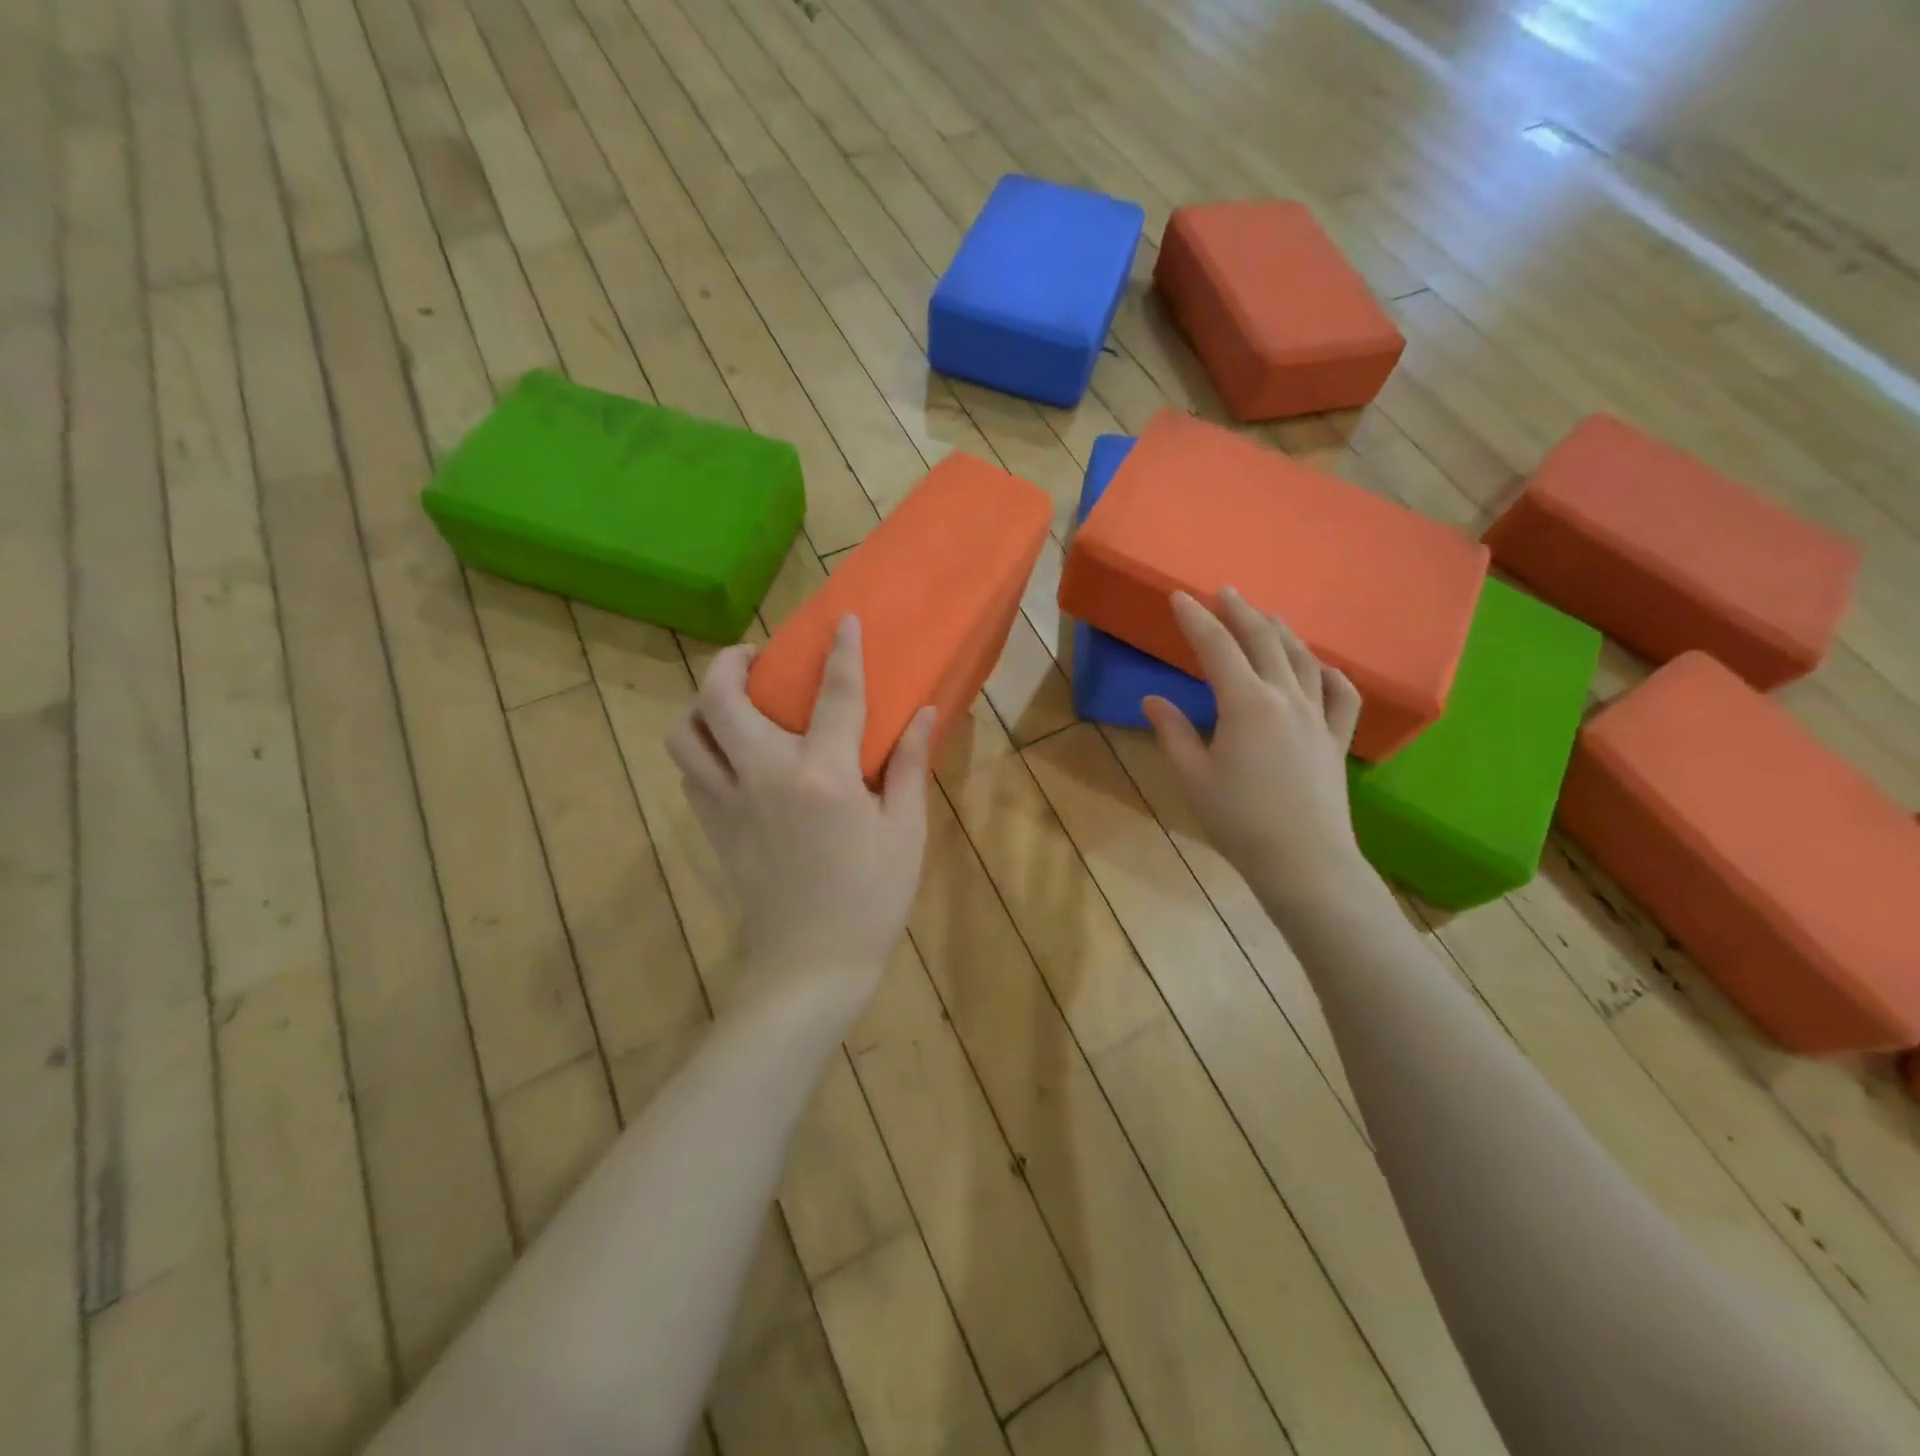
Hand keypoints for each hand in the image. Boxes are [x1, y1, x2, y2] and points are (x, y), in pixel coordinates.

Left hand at [668, 617, 933, 1003]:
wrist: (811, 966)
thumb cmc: (871, 899)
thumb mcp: (905, 831)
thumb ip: (907, 765)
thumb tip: (923, 713)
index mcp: (823, 776)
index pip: (834, 695)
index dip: (842, 652)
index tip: (843, 621)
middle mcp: (765, 776)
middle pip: (722, 698)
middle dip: (730, 662)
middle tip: (754, 657)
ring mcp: (729, 802)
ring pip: (687, 733)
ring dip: (703, 705)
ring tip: (733, 703)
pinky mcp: (713, 827)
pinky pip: (691, 771)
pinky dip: (702, 747)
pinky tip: (732, 754)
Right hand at [1142, 589, 1373, 920]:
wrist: (1303, 860)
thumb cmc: (1238, 820)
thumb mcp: (1192, 777)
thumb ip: (1173, 732)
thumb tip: (1152, 700)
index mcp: (1246, 704)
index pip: (1217, 648)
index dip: (1196, 620)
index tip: (1180, 597)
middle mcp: (1285, 698)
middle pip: (1264, 641)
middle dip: (1241, 612)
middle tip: (1225, 592)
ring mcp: (1317, 716)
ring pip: (1303, 659)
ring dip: (1282, 631)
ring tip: (1267, 616)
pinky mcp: (1336, 739)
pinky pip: (1341, 694)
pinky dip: (1329, 673)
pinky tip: (1320, 667)